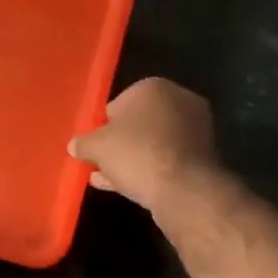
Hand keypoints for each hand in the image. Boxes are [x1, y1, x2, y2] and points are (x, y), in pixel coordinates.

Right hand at [68, 78, 217, 211]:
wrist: (184, 189)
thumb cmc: (137, 154)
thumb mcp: (97, 147)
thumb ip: (83, 143)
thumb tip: (74, 145)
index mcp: (154, 87)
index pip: (119, 103)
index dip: (103, 125)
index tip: (94, 145)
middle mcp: (180, 101)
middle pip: (139, 123)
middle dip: (120, 142)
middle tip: (101, 161)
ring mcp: (195, 130)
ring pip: (153, 143)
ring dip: (132, 158)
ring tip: (108, 177)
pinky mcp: (203, 157)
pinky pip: (167, 160)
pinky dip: (148, 169)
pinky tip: (126, 186)